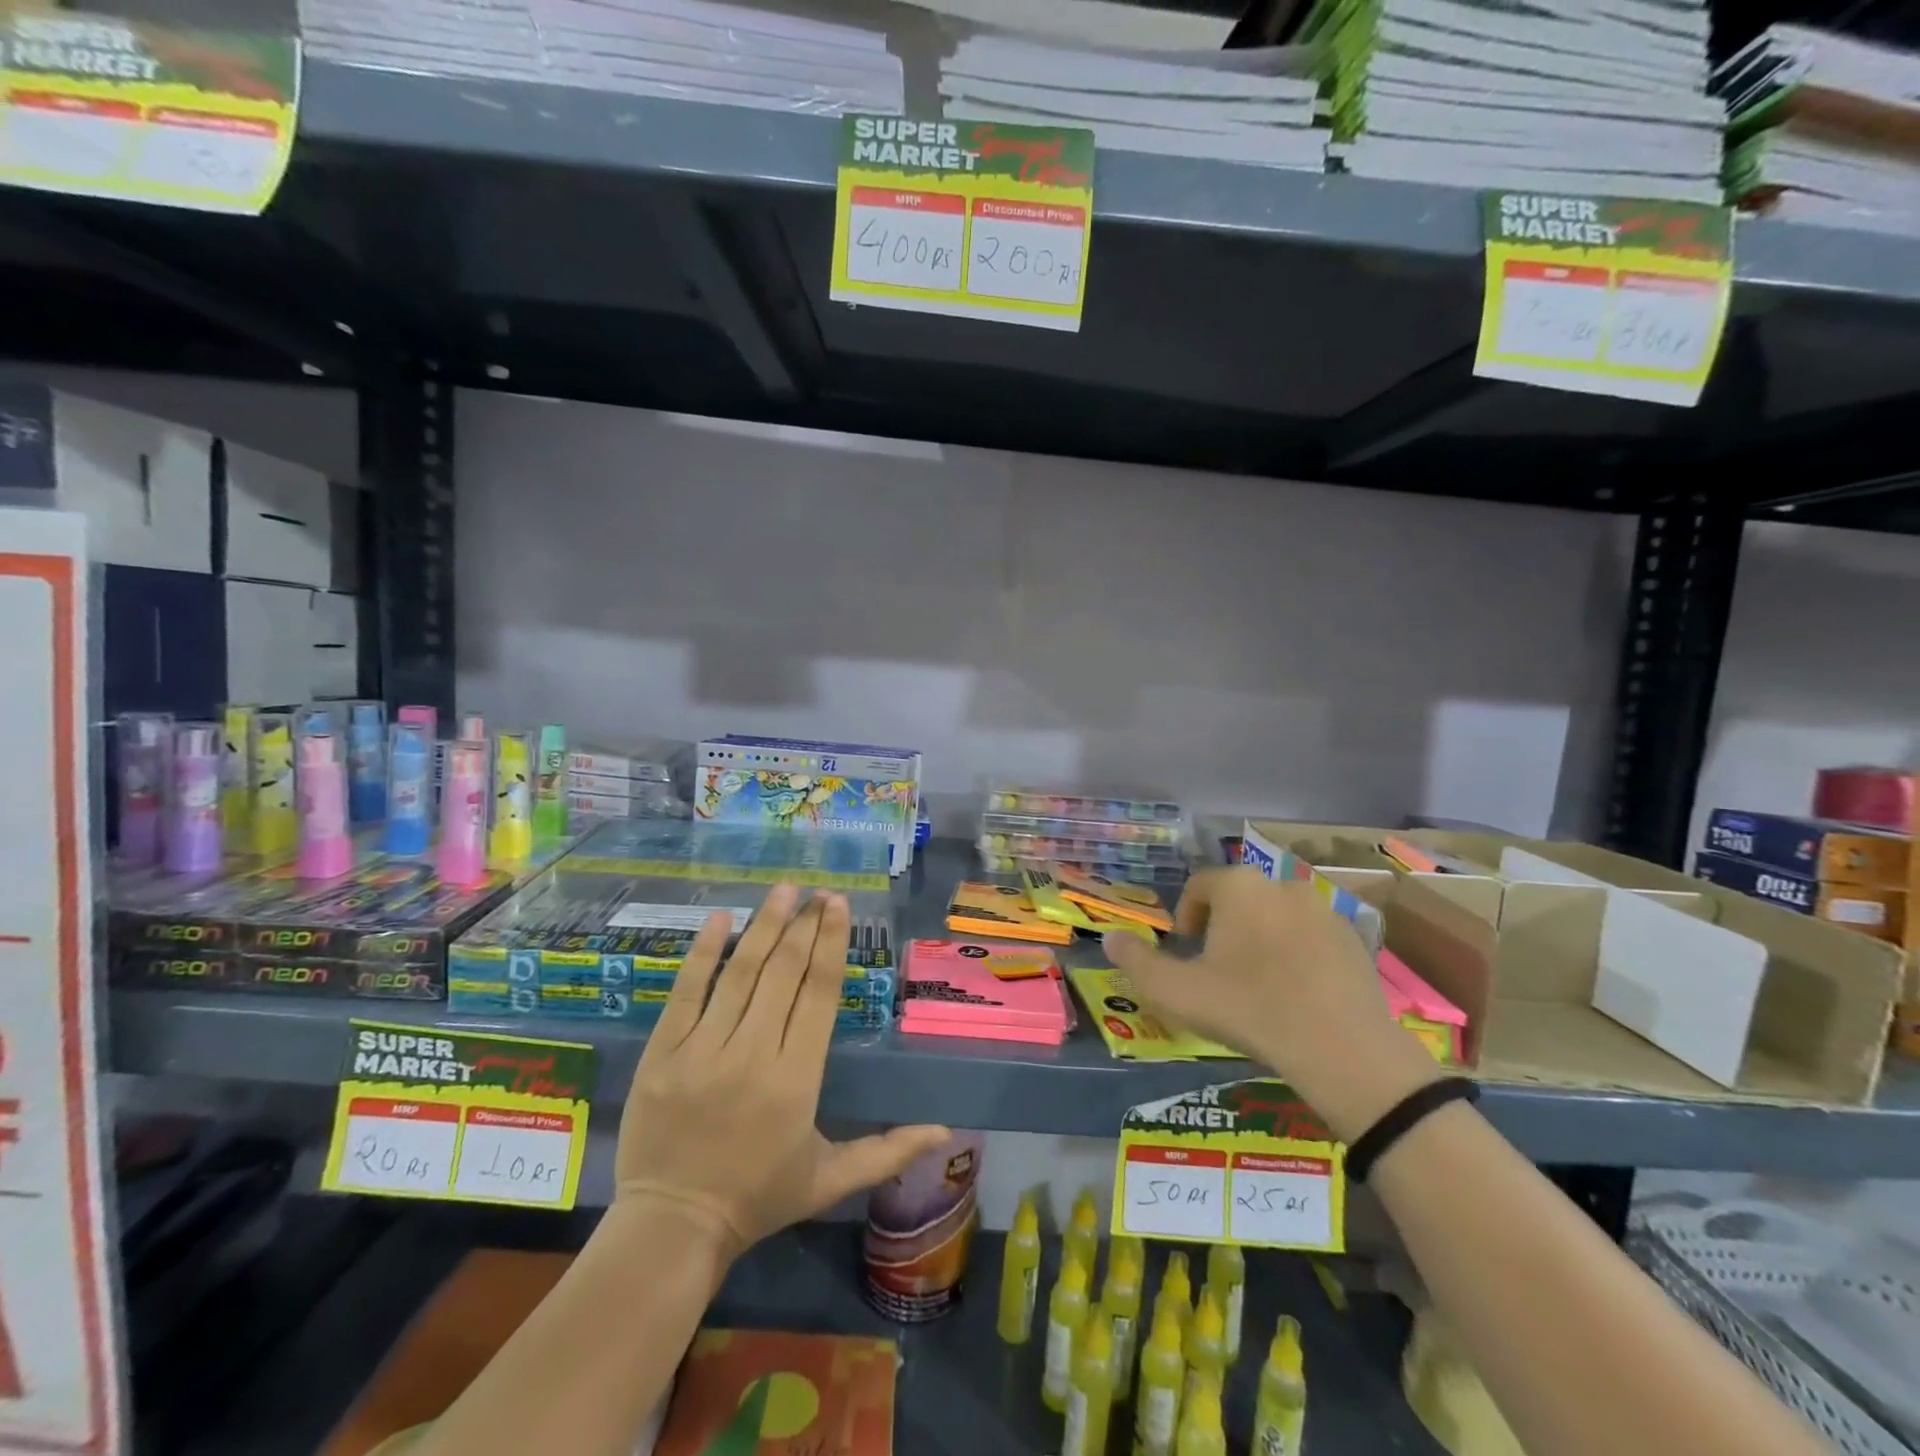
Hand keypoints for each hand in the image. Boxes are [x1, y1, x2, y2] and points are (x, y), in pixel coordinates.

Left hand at [614, 884, 950, 1260]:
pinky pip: (686, 991)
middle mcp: (752, 1053)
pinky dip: (703, 952)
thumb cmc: (759, 1198)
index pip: (818, 993)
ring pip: (740, 973)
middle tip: (817, 892)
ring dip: (764, 925)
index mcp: (797, 1078)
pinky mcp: (663, 1052)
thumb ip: (888, 1151)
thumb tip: (946, 1132)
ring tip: (782, 890)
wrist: (672, 1227)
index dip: (830, 943)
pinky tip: (719, 917)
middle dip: (804, 925)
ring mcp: (702, 1050)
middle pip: (783, 973)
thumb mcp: (831, 1179)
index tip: (837, 905)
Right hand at [1102, 867, 1440, 1140]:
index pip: (1200, 886)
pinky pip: (1312, 936)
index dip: (1186, 916)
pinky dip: (1298, 953)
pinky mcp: (1356, 939)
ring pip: (1277, 916)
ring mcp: (1325, 910)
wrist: (1342, 1050)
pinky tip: (1297, 993)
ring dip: (1262, 939)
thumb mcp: (1176, 992)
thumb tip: (1110, 938)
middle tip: (1218, 971)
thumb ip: (1136, 962)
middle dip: (1224, 928)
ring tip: (1258, 984)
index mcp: (1239, 887)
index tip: (1186, 952)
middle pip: (1240, 899)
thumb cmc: (1248, 1009)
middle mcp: (1282, 884)